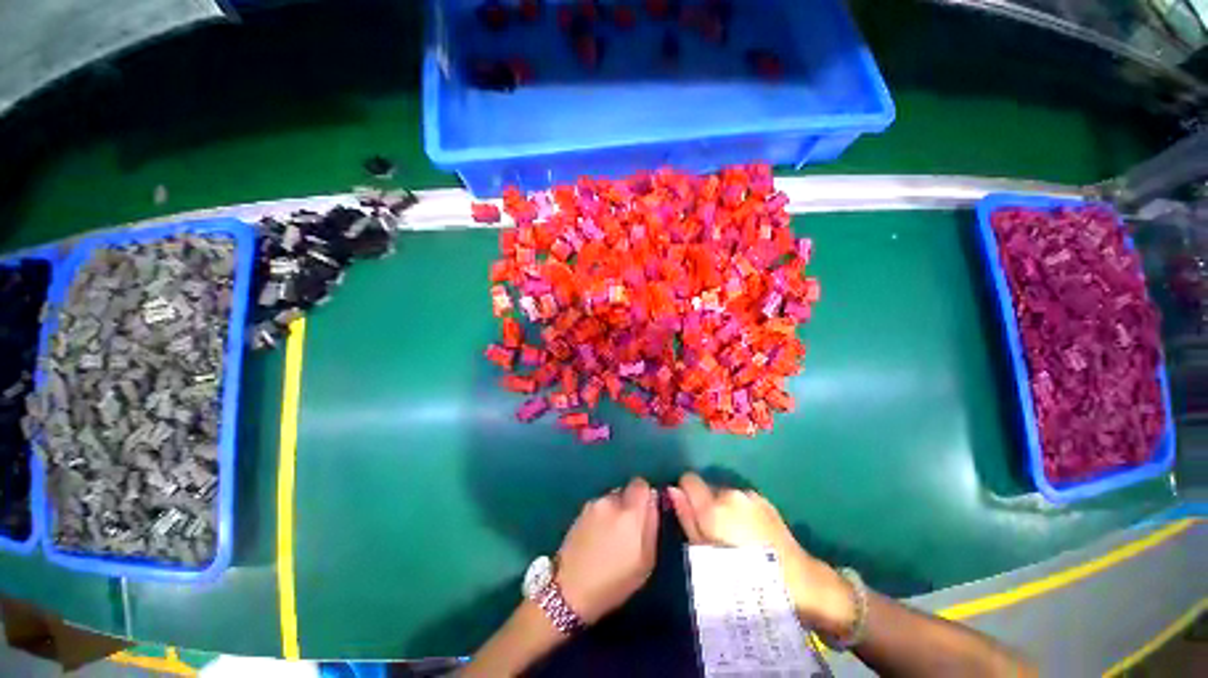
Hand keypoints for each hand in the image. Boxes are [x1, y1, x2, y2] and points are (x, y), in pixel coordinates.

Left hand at [555, 478, 658, 623]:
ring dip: (614, 511)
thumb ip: (651, 525)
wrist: (571, 589)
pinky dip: (601, 518)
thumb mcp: (646, 560)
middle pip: (625, 492)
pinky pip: (598, 508)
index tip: (645, 512)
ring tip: (610, 537)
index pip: (640, 484)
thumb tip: (652, 503)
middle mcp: (610, 501)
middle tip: (628, 530)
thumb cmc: (615, 581)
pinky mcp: (579, 512)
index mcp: (629, 512)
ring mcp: (592, 505)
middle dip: (629, 505)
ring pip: (610, 500)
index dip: (644, 496)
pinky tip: (597, 539)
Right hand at [668, 472, 855, 637]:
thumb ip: (686, 518)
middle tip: (715, 534)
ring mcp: (750, 495)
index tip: (690, 513)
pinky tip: (751, 534)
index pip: (688, 479)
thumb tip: (671, 490)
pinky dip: (740, 511)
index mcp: (713, 506)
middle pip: (707, 488)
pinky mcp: (765, 500)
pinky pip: (742, 499)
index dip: (685, 493)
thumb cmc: (744, 575)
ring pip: (725, 494)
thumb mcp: (705, 554)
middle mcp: (730, 493)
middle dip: (706, 505)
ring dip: (724, 508)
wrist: (798, 581)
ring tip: (735, 536)